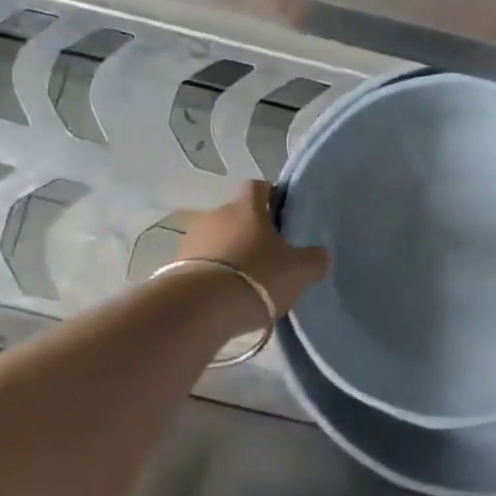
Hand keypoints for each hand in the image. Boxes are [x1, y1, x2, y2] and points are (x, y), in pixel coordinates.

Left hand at [178, 180, 329, 316]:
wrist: (199, 309)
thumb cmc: (256, 277)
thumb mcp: (299, 271)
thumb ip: (314, 259)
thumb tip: (320, 255)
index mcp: (247, 207)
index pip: (258, 187)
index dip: (272, 197)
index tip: (284, 216)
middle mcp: (216, 214)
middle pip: (237, 215)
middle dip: (252, 231)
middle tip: (270, 255)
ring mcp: (192, 240)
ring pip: (218, 239)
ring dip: (230, 253)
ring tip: (246, 281)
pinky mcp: (176, 266)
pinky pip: (201, 263)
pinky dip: (213, 274)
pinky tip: (225, 296)